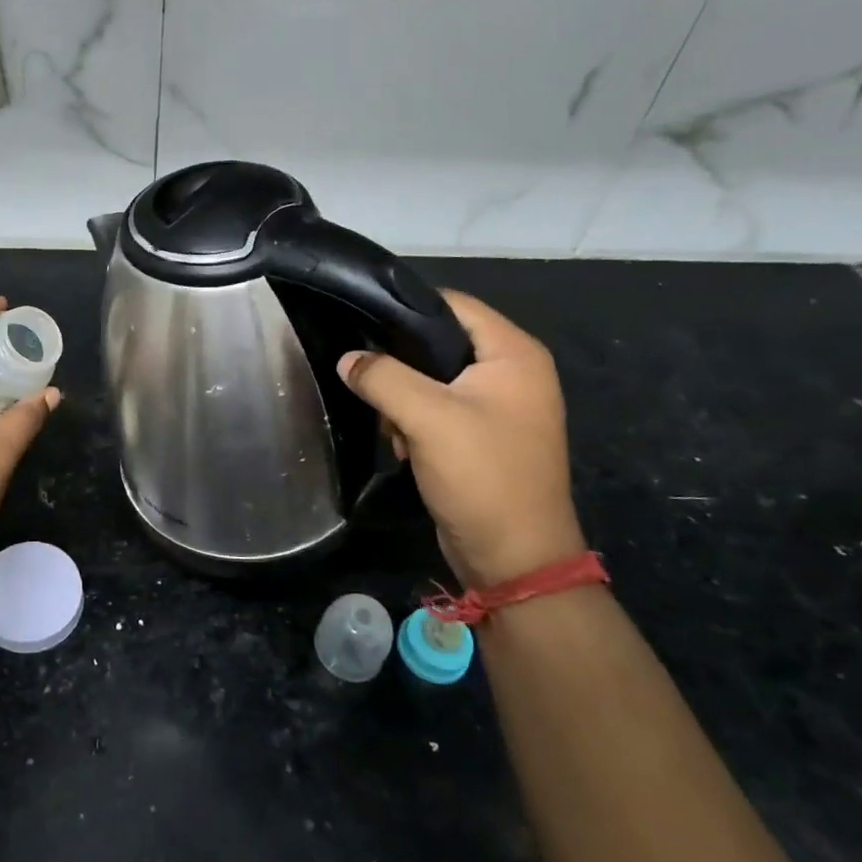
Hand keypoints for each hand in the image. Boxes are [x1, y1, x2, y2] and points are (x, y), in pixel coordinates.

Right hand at [337, 290, 582, 588]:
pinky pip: (438, 409)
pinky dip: (415, 421)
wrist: (514, 557)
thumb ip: (381, 377)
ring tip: (392, 425)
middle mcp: (513, 372)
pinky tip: (404, 446)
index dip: (406, 307)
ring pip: (432, 378)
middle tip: (370, 381)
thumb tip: (347, 358)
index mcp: (514, 354)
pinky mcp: (483, 435)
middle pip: (440, 342)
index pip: (453, 304)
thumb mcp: (426, 417)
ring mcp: (499, 406)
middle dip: (400, 364)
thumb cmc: (481, 475)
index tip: (361, 319)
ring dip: (404, 399)